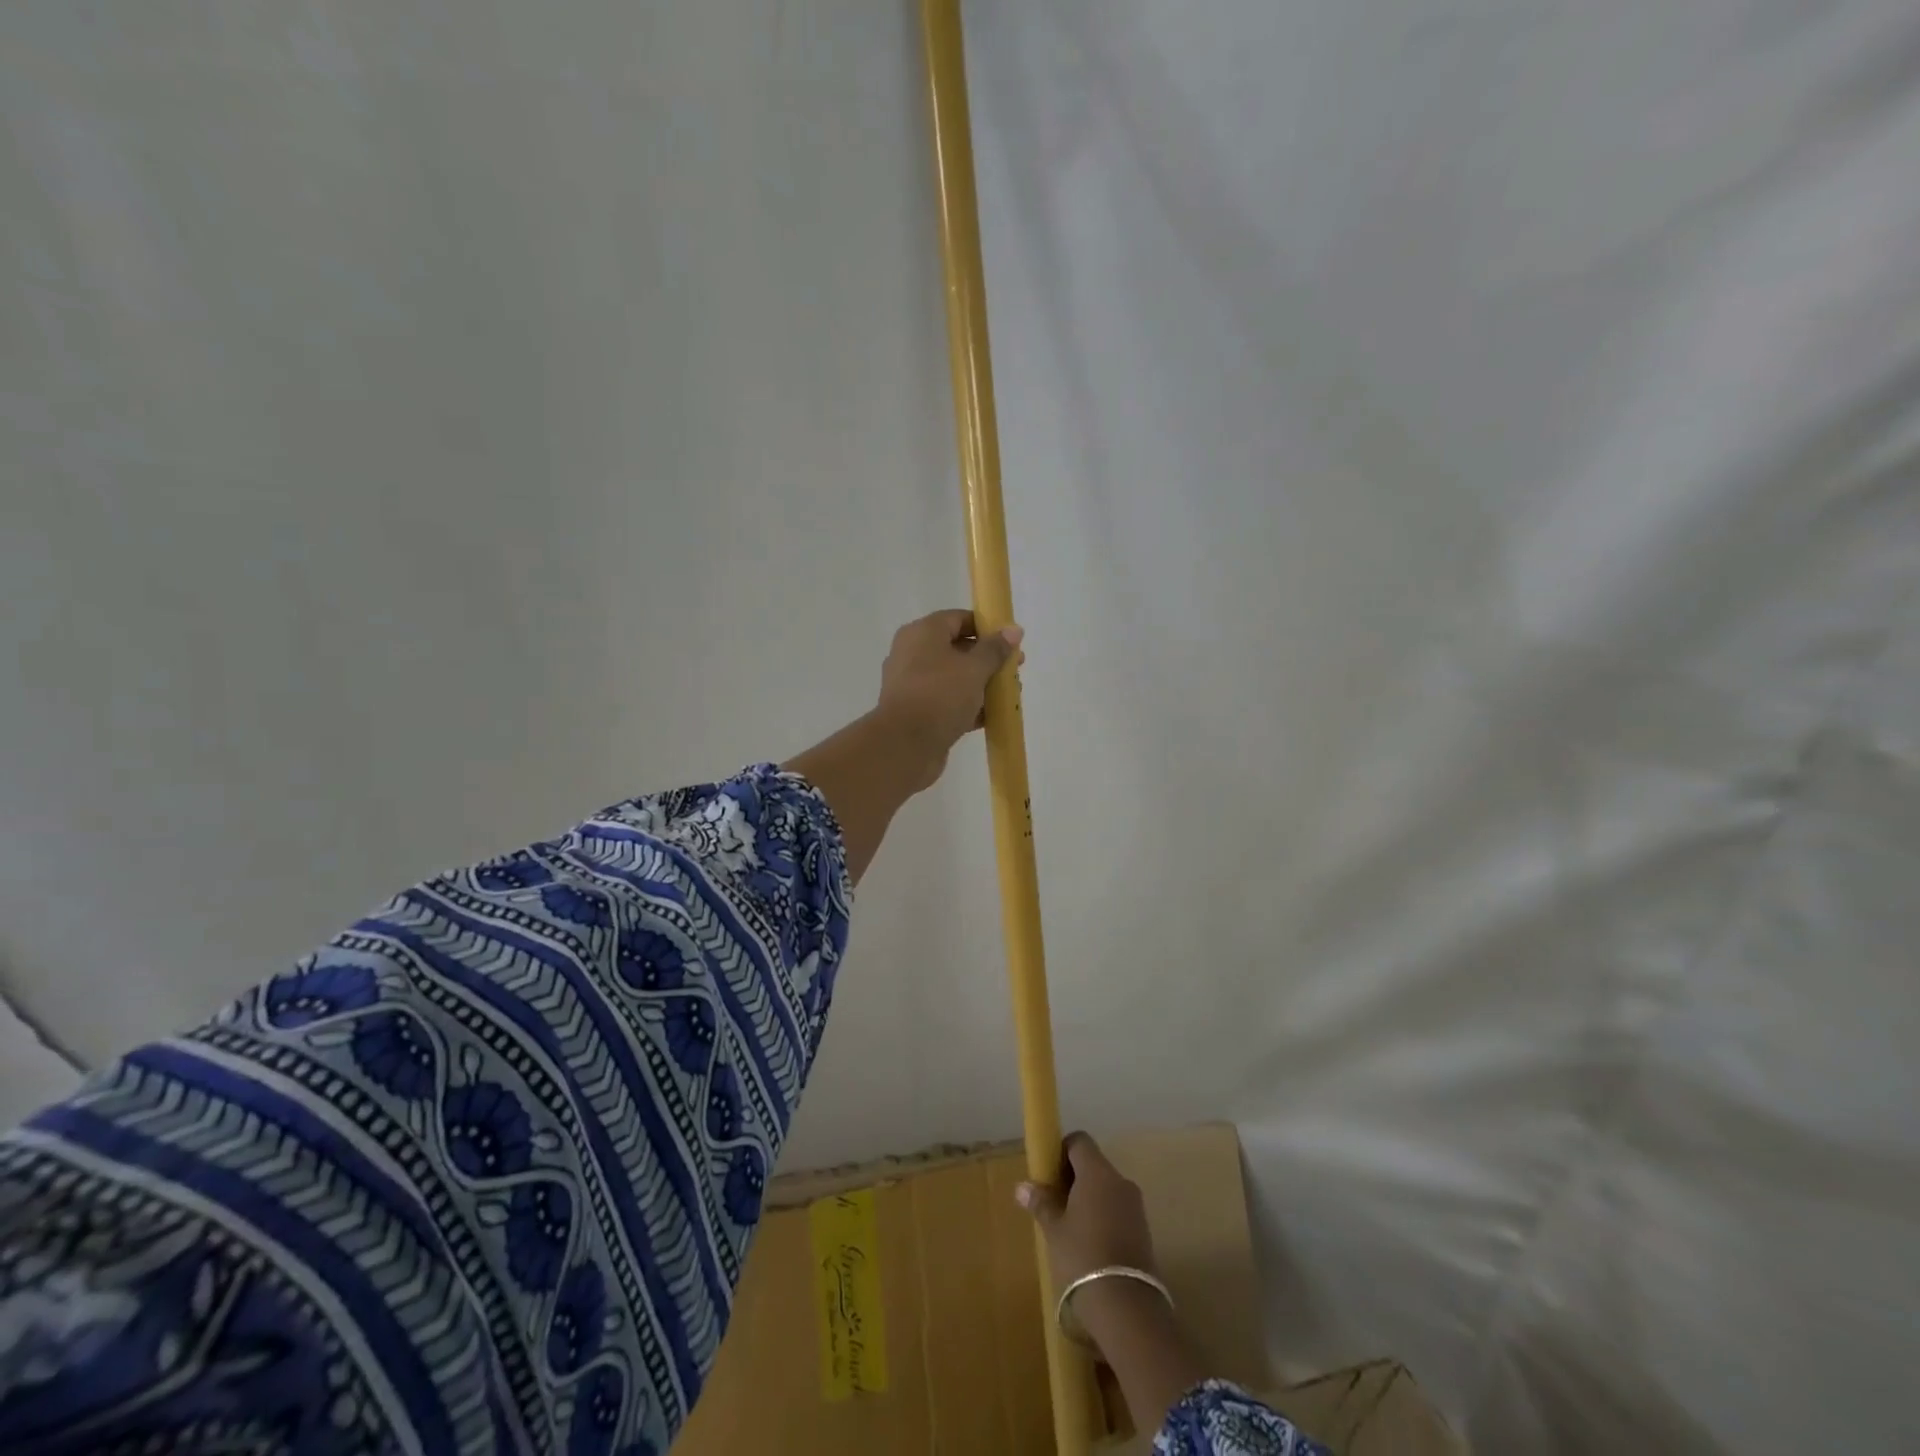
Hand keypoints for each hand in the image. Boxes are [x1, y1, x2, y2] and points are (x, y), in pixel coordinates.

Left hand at [875, 610, 1022, 790]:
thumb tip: (1014, 629)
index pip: (958, 619)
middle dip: (988, 659)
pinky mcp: (917, 712)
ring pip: (953, 678)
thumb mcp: (974, 669)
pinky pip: (947, 702)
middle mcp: (912, 654)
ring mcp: (913, 685)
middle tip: (1014, 670)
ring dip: (980, 685)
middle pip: (956, 648)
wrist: (905, 746)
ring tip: (1008, 696)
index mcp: (922, 633)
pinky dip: (967, 706)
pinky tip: (991, 717)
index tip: (1011, 642)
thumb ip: (995, 649)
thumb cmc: (940, 696)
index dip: (986, 627)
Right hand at [1015, 1132, 1158, 1290]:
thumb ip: (1041, 1203)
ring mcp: (1135, 1206)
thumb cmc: (1083, 1257)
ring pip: (1107, 1188)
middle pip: (1094, 1164)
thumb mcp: (1054, 1230)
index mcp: (1097, 1172)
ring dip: (1089, 1198)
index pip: (1080, 1141)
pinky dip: (1104, 1216)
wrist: (1127, 1306)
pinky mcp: (1144, 1230)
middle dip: (1074, 1177)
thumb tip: (1022, 1186)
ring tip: (1070, 1226)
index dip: (1062, 1151)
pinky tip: (1090, 1243)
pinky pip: (1119, 1209)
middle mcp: (1120, 1180)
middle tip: (1054, 1202)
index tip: (1048, 1173)